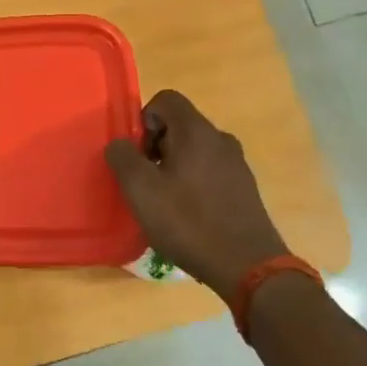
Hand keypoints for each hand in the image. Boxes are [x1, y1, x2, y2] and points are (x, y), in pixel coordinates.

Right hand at [105, 90, 288, 298]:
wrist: (247, 266)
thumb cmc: (188, 222)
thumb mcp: (141, 190)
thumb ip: (122, 158)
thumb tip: (119, 144)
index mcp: (196, 131)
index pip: (166, 99)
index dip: (143, 120)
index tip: (137, 155)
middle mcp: (220, 139)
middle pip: (179, 125)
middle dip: (154, 146)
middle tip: (144, 182)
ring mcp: (236, 164)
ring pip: (193, 150)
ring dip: (172, 166)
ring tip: (163, 202)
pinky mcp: (244, 188)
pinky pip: (208, 171)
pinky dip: (191, 183)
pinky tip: (186, 215)